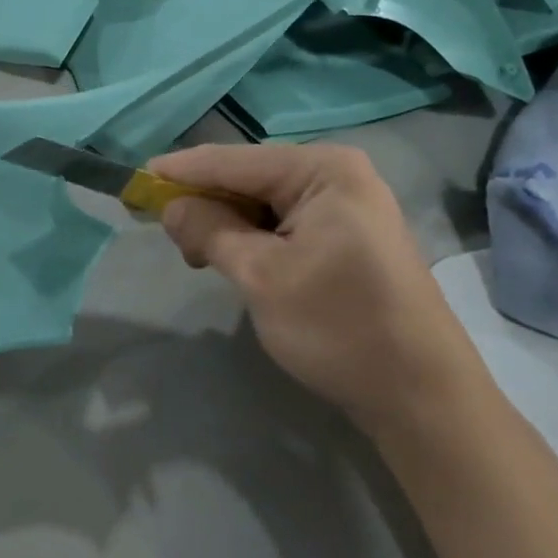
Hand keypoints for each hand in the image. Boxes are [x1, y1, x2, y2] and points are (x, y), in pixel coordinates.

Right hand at [150, 142, 486, 437]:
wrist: (422, 396)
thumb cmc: (339, 327)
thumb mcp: (262, 276)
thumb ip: (210, 231)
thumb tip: (170, 206)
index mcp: (323, 169)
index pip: (233, 161)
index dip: (181, 171)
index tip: (135, 180)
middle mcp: (338, 174)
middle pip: (248, 177)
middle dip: (204, 202)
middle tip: (164, 232)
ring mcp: (347, 205)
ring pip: (263, 202)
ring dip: (225, 223)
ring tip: (195, 254)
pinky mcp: (347, 235)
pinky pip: (284, 222)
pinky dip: (251, 237)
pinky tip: (231, 257)